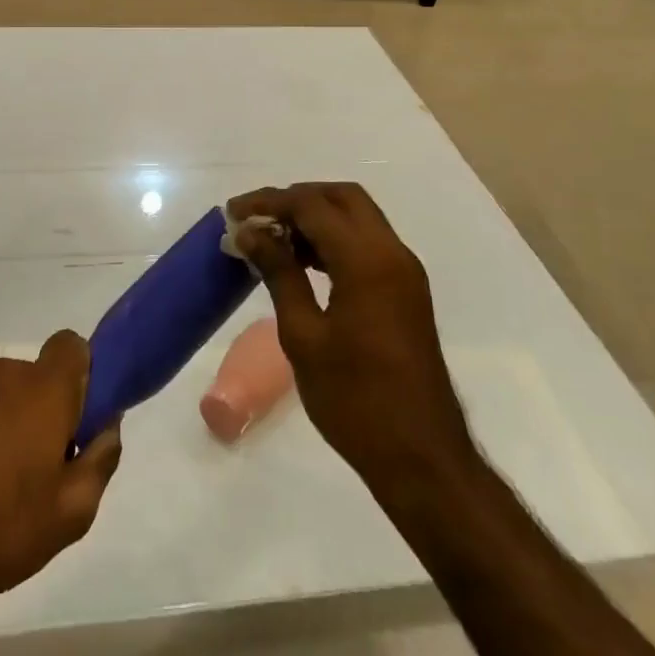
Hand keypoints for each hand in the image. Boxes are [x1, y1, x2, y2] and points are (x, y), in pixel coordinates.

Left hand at [0, 331, 122, 619]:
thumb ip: (101, 459)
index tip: (79, 419)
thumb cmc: (1, 530)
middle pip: (37, 377)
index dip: (82, 374)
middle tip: (45, 465)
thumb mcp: (72, 512)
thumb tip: (107, 426)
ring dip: (10, 423)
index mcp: (42, 389)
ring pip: (3, 396)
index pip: (72, 345)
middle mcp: (2, 377)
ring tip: (2, 483)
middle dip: (47, 409)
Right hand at [229, 184, 473, 505]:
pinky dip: (334, 238)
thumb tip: (250, 232)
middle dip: (296, 198)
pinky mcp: (406, 291)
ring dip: (316, 217)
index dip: (269, 202)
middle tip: (256, 218)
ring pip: (358, 217)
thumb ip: (278, 273)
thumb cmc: (355, 400)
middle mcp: (392, 254)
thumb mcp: (303, 336)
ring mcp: (404, 272)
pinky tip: (302, 261)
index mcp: (367, 261)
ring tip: (271, 238)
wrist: (422, 458)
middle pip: (342, 197)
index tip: (232, 213)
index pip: (312, 206)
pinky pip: (367, 243)